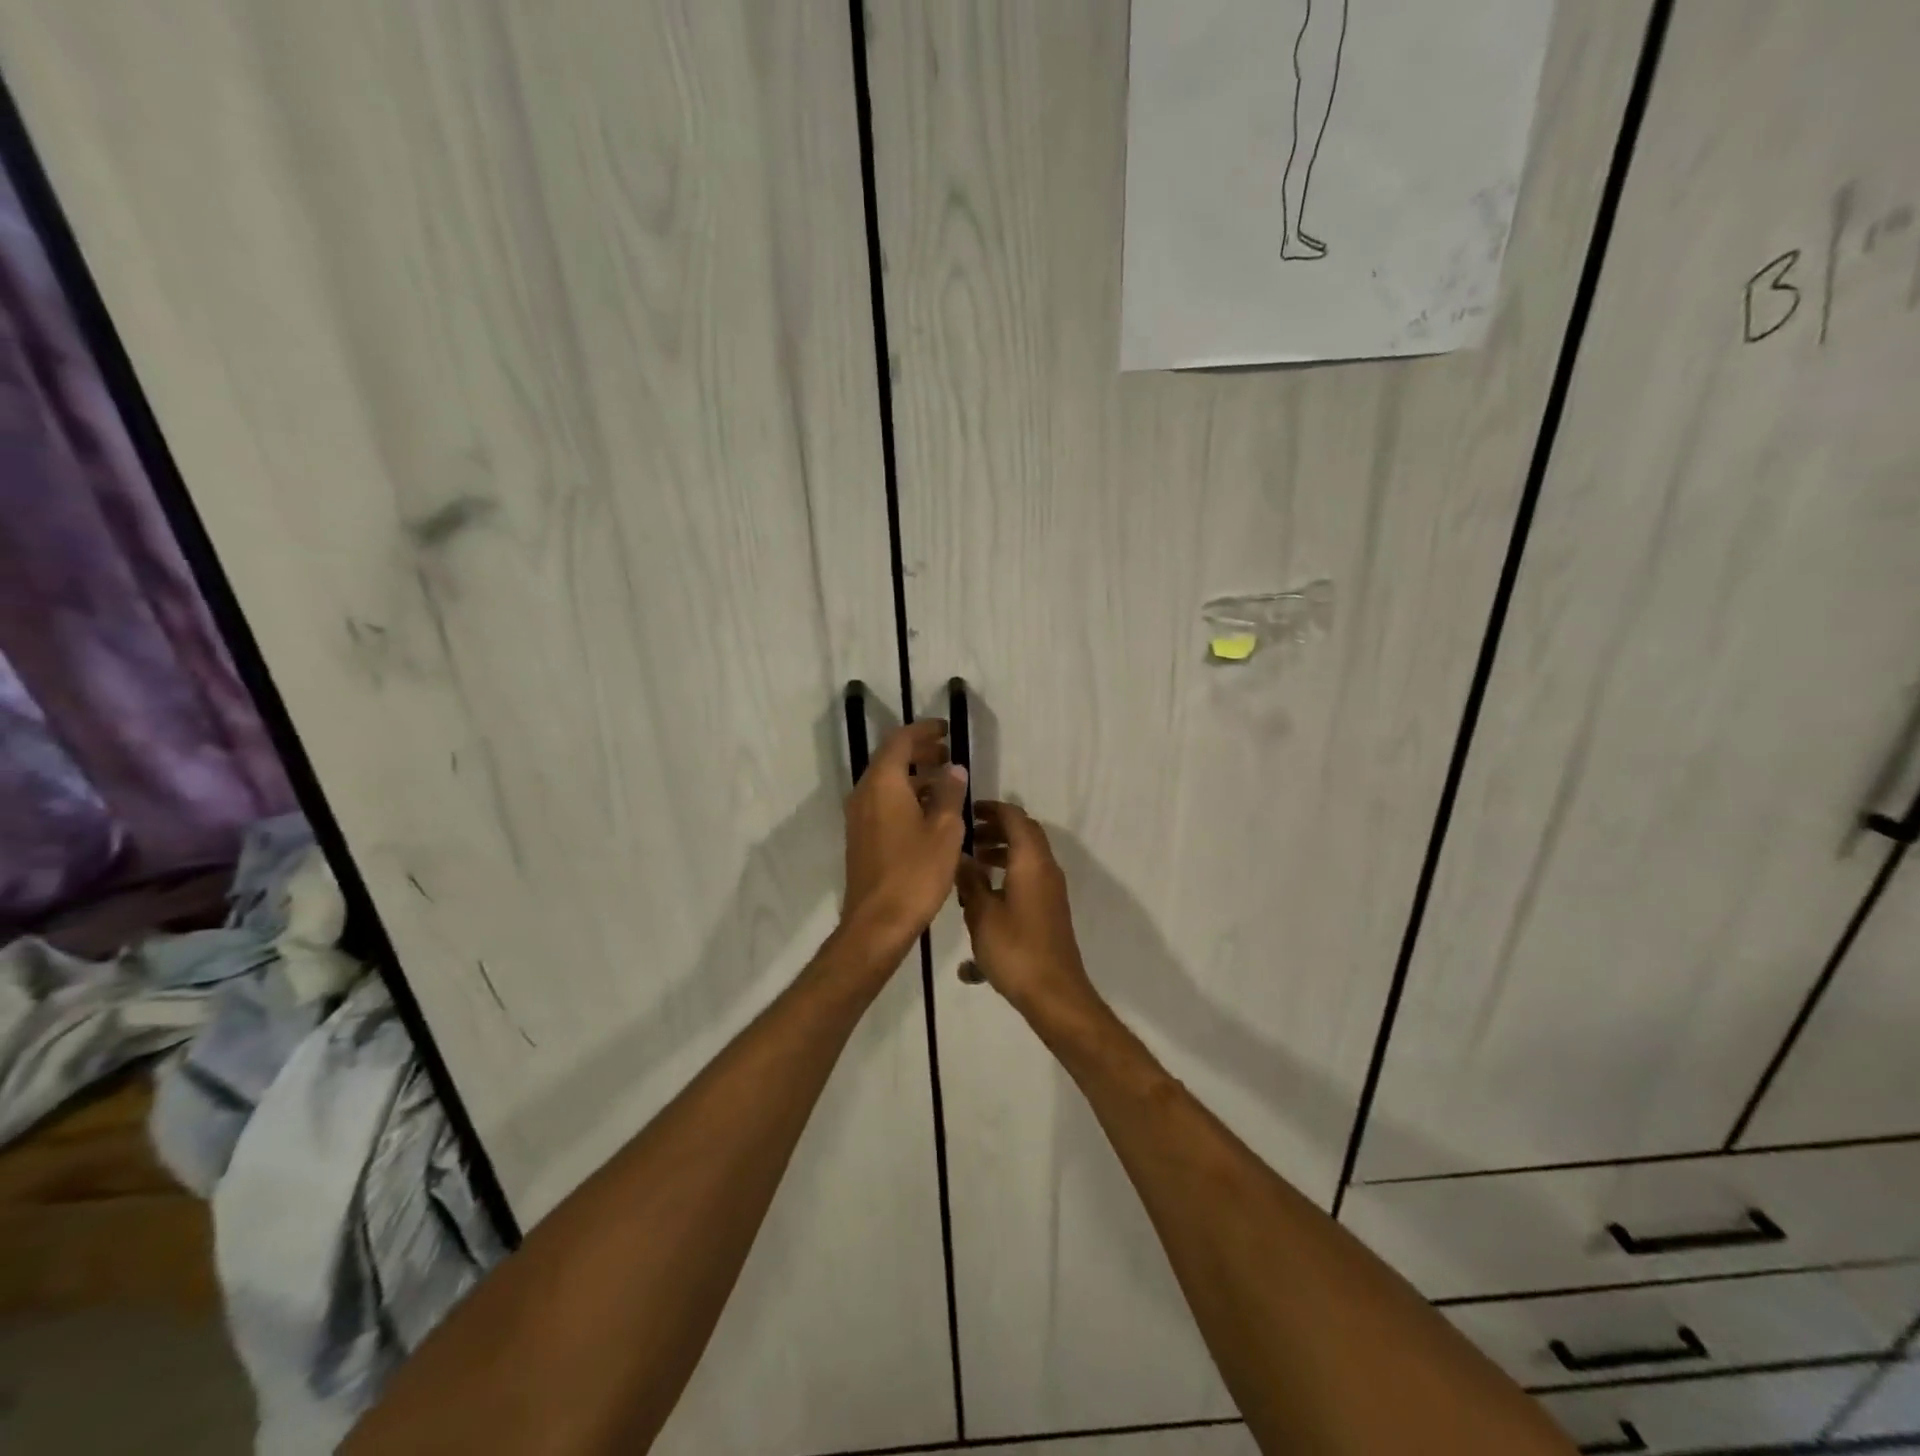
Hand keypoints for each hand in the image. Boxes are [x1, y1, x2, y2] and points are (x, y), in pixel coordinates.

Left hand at [840, 720, 968, 969]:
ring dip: (913, 774)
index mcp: (883, 783)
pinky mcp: (861, 836)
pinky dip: (905, 794)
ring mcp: (859, 816)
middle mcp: (865, 792)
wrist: (878, 922)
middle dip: (919, 751)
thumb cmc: (916, 872)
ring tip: (945, 780)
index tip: (946, 730)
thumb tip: (953, 769)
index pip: (900, 740)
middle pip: (890, 758)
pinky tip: (928, 810)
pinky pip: (882, 801)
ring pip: (886, 781)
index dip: (924, 731)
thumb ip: (949, 794)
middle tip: (948, 753)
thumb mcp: (944, 830)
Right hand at [955, 801, 1097, 1019]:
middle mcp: (1046, 868)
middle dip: (995, 828)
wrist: (1054, 993)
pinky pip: (1029, 876)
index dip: (992, 809)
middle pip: (1024, 833)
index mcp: (1031, 861)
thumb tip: (960, 856)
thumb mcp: (982, 914)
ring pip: (1027, 856)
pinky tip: (984, 894)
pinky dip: (1009, 871)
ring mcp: (1050, 890)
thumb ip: (970, 881)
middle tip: (966, 836)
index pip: (1015, 818)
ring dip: (1001, 851)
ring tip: (971, 863)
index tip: (967, 811)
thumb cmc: (1015, 950)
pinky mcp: (1049, 909)